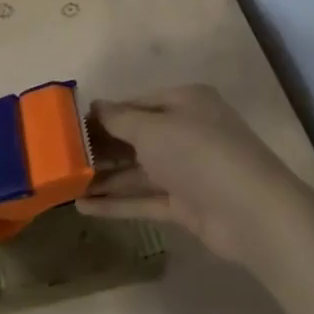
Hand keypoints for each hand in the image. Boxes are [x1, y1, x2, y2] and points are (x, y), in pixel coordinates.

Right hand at [77, 84, 313, 267]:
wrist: (251, 212)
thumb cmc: (198, 153)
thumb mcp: (152, 127)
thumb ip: (119, 119)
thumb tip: (94, 106)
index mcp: (184, 102)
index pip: (136, 103)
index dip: (104, 114)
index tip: (70, 126)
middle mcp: (187, 131)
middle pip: (136, 137)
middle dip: (101, 148)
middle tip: (62, 157)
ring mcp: (187, 170)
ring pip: (138, 171)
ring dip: (105, 178)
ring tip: (65, 185)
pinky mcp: (186, 205)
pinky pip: (145, 199)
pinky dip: (117, 203)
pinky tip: (84, 208)